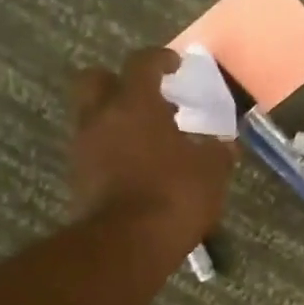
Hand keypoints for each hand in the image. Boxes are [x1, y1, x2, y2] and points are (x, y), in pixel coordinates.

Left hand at [69, 48, 236, 246]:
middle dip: (118, 82)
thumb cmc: (174, 195)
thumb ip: (217, 152)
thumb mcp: (211, 173)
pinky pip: (94, 152)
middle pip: (96, 80)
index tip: (175, 64)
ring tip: (147, 140)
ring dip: (116, 121)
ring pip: (93, 118)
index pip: (142, 63)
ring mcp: (84, 149)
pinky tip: (137, 168)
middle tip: (146, 98)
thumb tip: (224, 145)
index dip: (160, 59)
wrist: (126, 245)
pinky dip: (112, 152)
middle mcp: (101, 117)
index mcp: (135, 104)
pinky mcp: (78, 179)